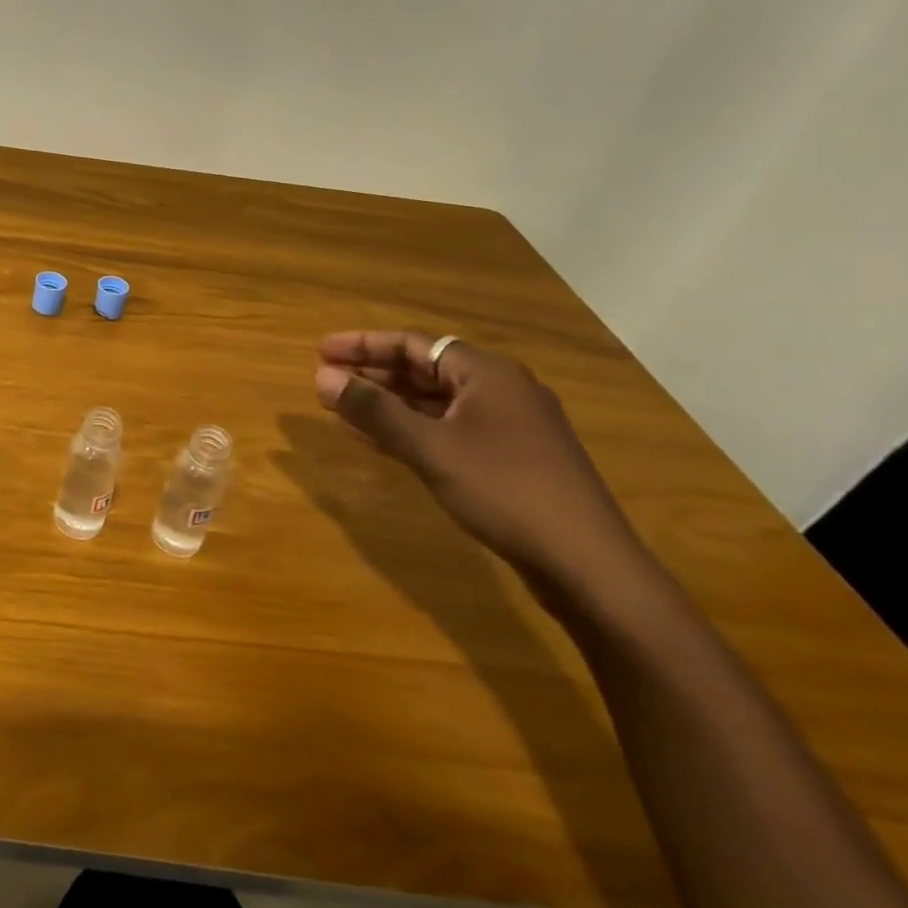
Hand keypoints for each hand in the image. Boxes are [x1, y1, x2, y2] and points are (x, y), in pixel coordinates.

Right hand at [314, 331, 643, 588]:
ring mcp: (508, 426)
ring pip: (434, 402)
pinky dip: (410, 429)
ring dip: (388, 403)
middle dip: (373, 373)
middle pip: (425, 369)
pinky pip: (447, 429)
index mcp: (487, 374)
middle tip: (326, 380)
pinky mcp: (509, 458)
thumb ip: (373, 410)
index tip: (321, 351)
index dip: (364, 345)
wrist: (586, 563)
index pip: (414, 344)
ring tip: (342, 407)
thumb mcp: (429, 447)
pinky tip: (379, 440)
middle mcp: (500, 390)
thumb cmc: (504, 490)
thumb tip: (321, 377)